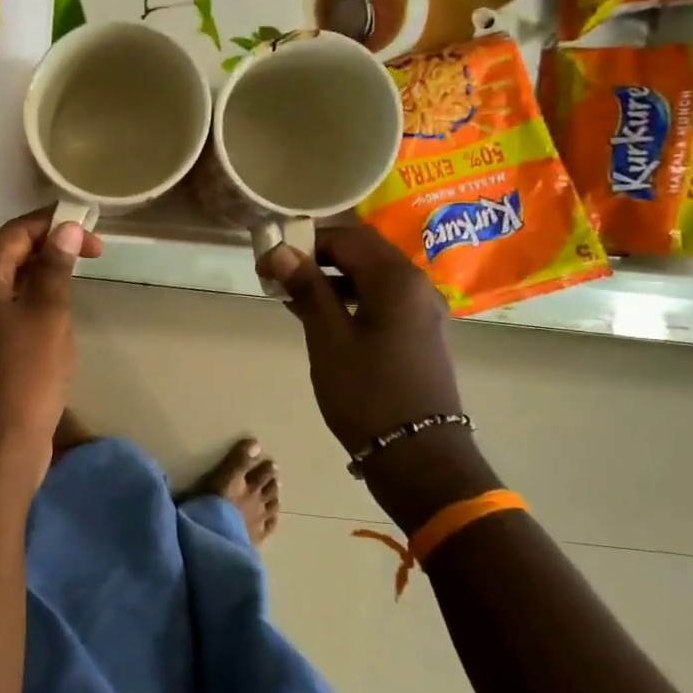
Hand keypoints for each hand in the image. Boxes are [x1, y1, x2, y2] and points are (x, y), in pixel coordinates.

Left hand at [0, 210, 103, 461]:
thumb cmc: (25, 374)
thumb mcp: (47, 313)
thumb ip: (55, 267)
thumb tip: (65, 230)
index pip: (14, 233)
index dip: (53, 224)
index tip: (93, 230)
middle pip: (6, 254)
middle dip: (48, 247)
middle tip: (93, 254)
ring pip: (6, 283)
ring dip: (41, 274)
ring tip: (77, 277)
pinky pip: (5, 310)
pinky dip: (31, 301)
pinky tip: (55, 312)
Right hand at [259, 227, 461, 451]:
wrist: (417, 454)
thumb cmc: (367, 392)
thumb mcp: (329, 339)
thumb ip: (308, 290)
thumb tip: (280, 251)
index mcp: (397, 280)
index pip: (348, 238)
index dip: (305, 243)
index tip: (269, 261)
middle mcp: (417, 286)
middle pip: (364, 253)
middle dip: (319, 259)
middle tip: (279, 278)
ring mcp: (423, 311)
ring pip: (373, 278)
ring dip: (333, 280)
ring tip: (293, 299)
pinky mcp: (419, 334)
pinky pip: (382, 301)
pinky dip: (351, 300)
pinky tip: (323, 318)